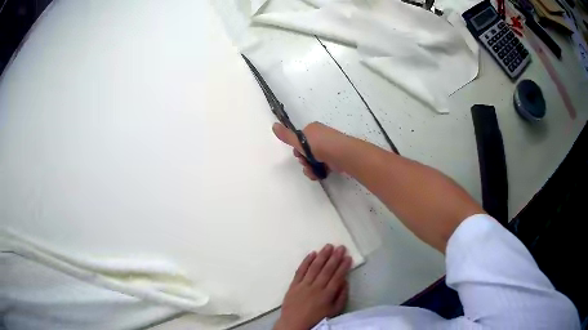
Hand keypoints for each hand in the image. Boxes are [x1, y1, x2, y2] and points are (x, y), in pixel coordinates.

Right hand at [272, 122, 343, 179]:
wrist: (342, 154)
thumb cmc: (320, 145)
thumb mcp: (300, 140)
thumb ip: (286, 136)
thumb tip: (273, 125)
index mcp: (313, 129)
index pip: (300, 139)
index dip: (297, 149)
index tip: (297, 154)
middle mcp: (321, 136)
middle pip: (306, 151)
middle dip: (303, 160)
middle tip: (305, 163)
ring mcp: (329, 148)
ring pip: (313, 160)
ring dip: (310, 168)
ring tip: (313, 171)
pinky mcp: (334, 159)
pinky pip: (322, 166)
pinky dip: (319, 171)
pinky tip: (318, 175)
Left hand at [274, 244, 351, 329]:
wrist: (294, 324)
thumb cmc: (316, 319)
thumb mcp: (334, 311)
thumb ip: (341, 297)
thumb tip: (345, 281)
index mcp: (327, 294)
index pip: (337, 277)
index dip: (343, 266)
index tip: (348, 257)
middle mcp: (316, 287)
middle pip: (327, 270)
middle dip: (335, 257)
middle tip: (341, 247)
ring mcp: (303, 285)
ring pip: (314, 267)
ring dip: (322, 256)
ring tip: (328, 246)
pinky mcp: (293, 285)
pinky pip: (300, 271)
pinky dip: (306, 261)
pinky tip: (312, 253)